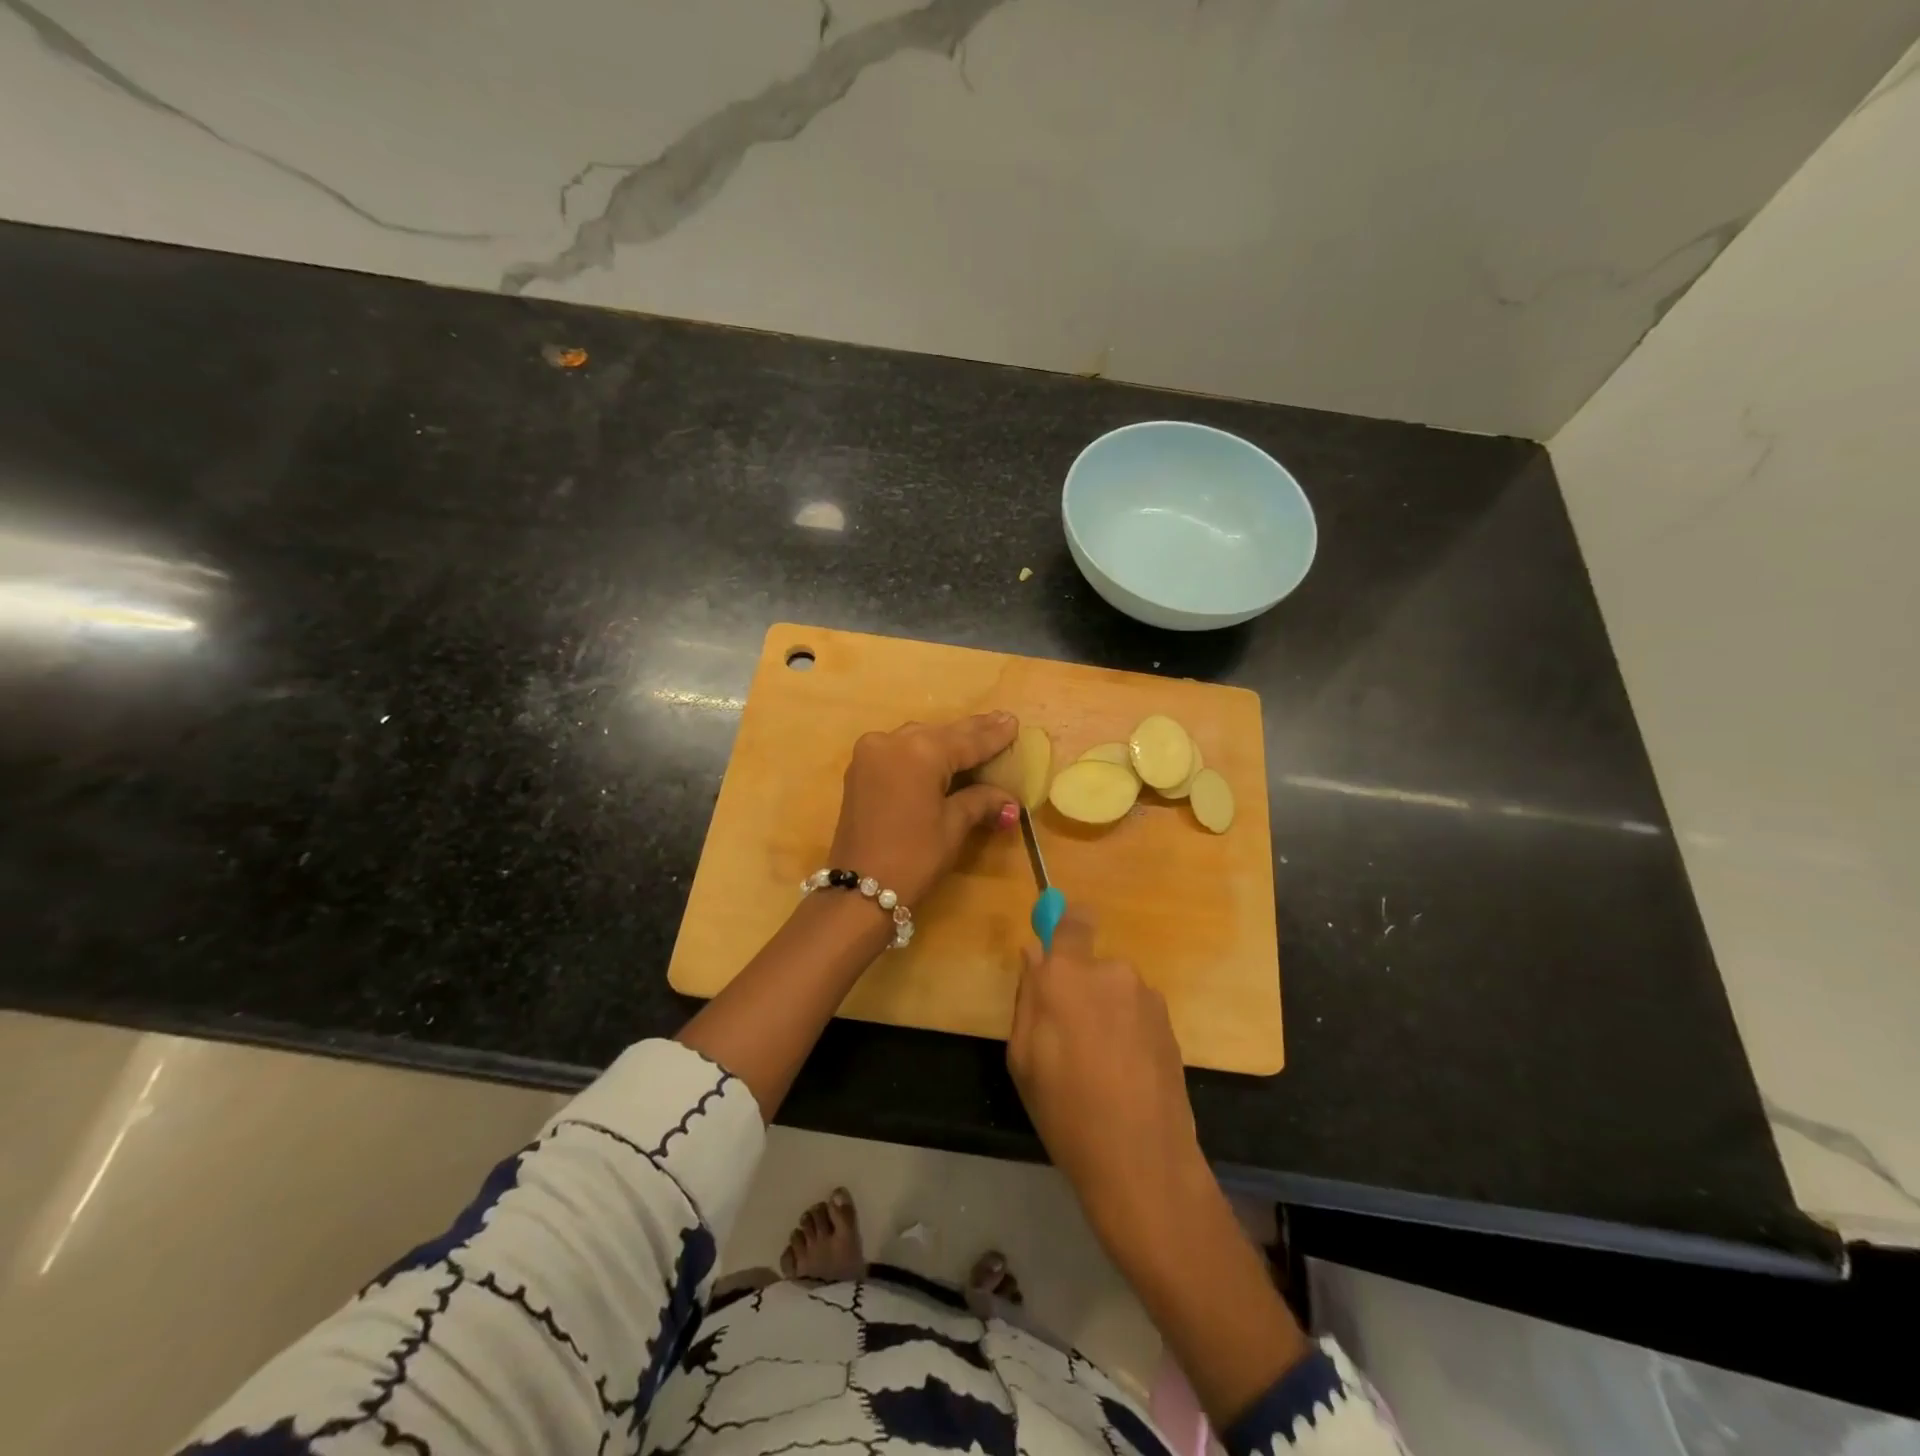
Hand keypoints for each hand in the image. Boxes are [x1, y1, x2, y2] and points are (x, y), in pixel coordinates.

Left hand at [828, 712, 1020, 907]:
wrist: (859, 890)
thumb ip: (981, 801)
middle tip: (1001, 721)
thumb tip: (1009, 800)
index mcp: (921, 751)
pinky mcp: (860, 769)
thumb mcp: (953, 826)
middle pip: (942, 734)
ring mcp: (871, 753)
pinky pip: (899, 750)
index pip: (967, 740)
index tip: (1014, 722)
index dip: (993, 735)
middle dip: (971, 732)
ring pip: (918, 738)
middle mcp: (893, 741)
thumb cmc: (914, 857)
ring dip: (946, 740)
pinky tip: (941, 754)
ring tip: (975, 738)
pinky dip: (922, 752)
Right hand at [1007, 913, 1206, 1249]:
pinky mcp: (1170, 1023)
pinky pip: (1137, 1013)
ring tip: (1101, 1065)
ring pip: (1115, 991)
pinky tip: (1126, 1074)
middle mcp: (1111, 972)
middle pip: (1091, 965)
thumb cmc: (1065, 1109)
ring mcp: (1146, 997)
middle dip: (1080, 989)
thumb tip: (1034, 953)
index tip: (1057, 952)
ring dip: (1106, 1013)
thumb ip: (1028, 995)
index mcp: (1067, 975)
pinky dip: (1128, 1032)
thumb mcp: (1022, 1057)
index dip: (1066, 927)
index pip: (1073, 920)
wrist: (1141, 1160)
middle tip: (1069, 1039)